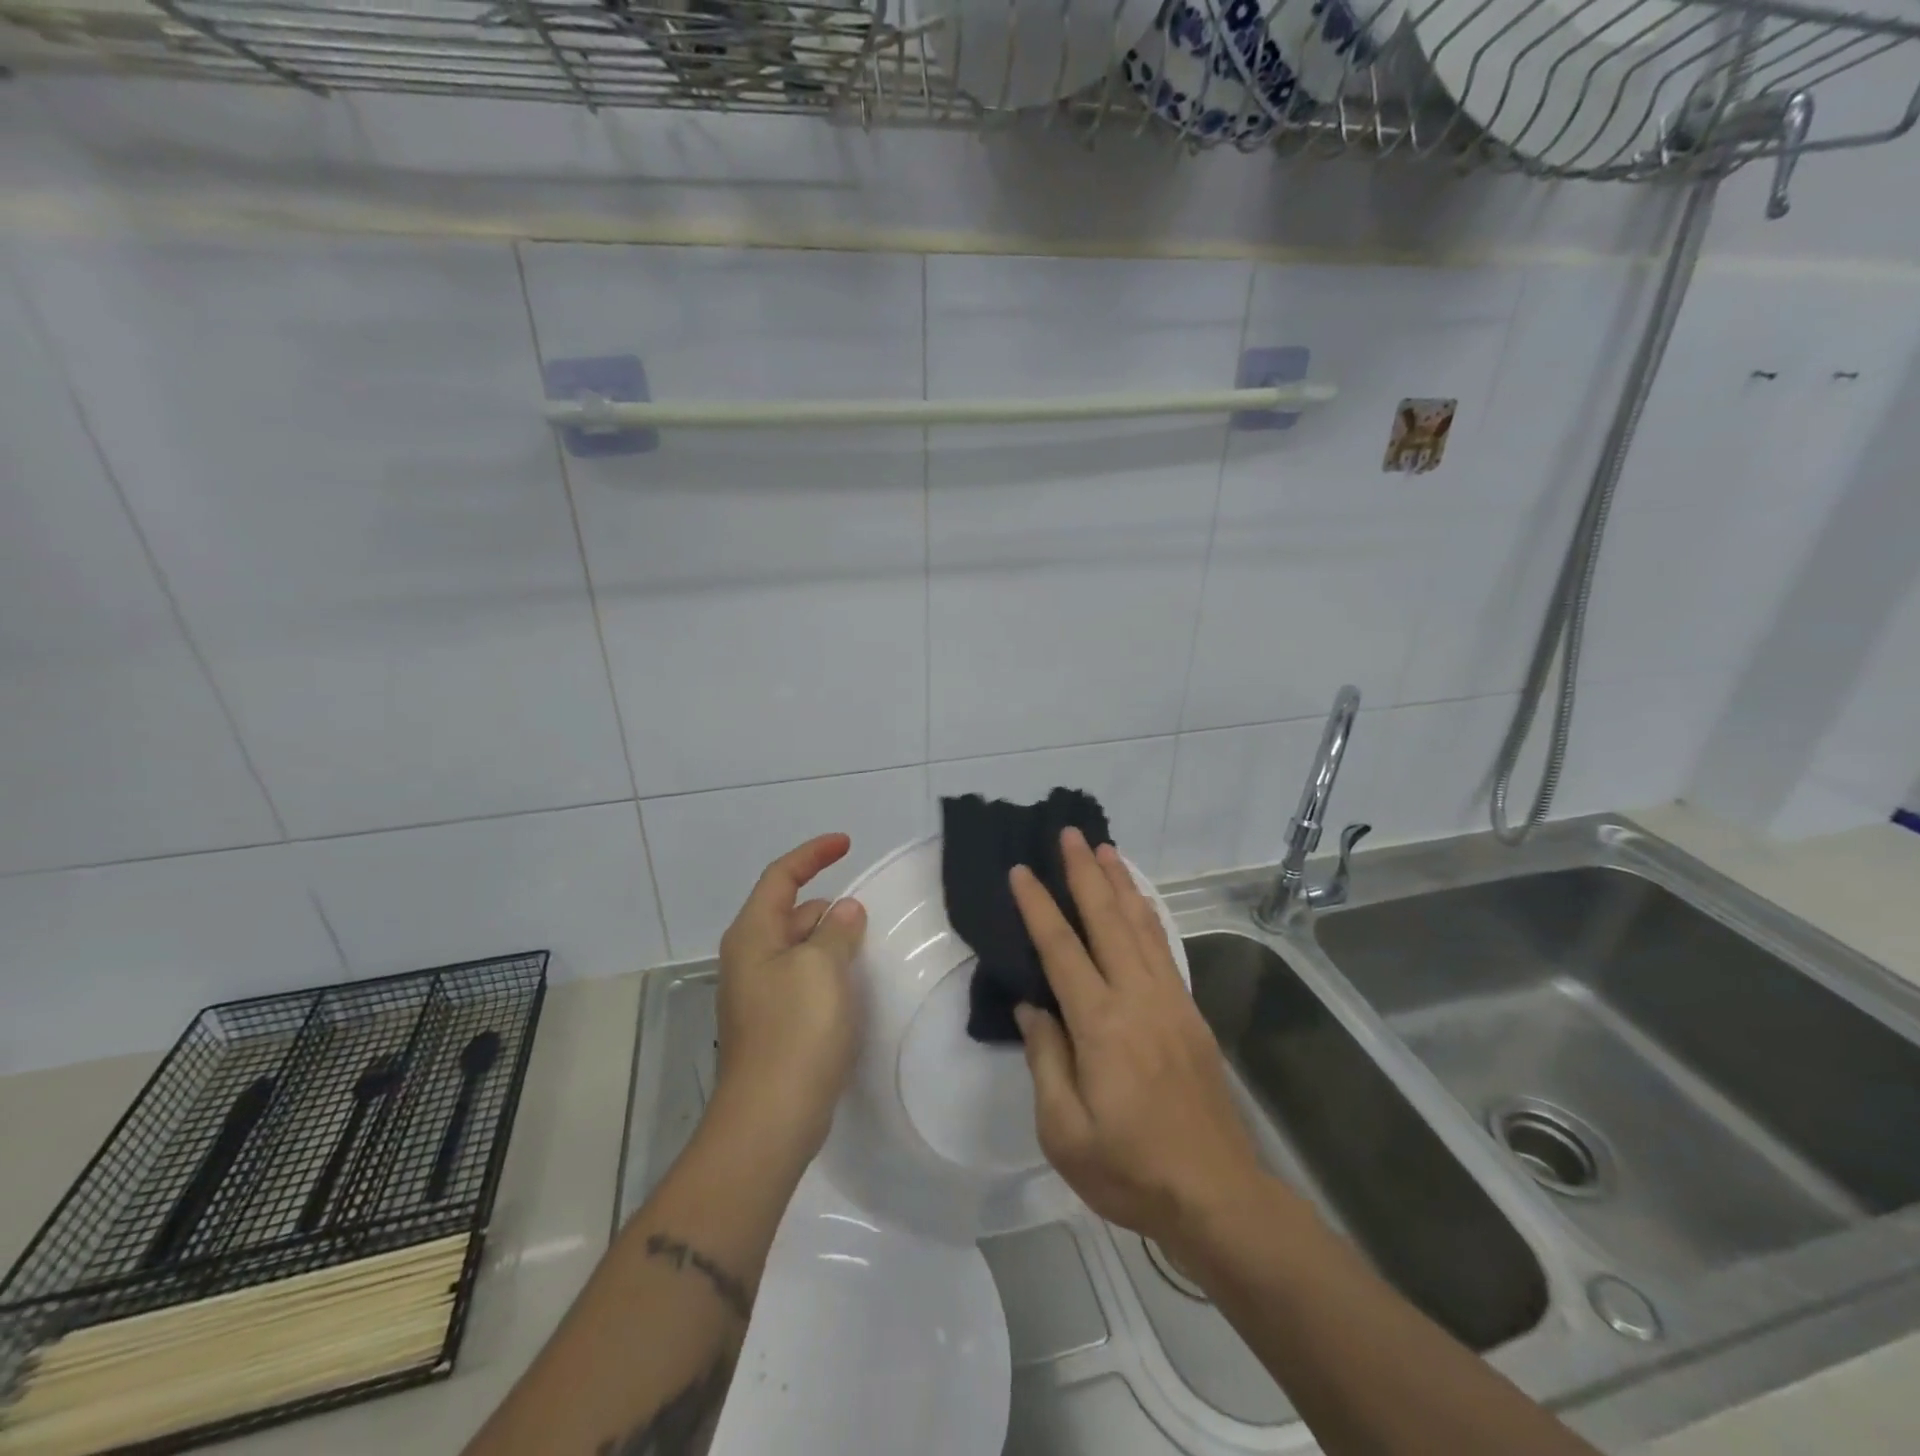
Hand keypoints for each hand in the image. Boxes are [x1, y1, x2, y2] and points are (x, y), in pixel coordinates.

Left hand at [712, 833, 867, 1160]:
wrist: (769, 1120)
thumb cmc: (795, 1032)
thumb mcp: (822, 968)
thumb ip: (836, 931)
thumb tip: (844, 911)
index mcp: (753, 935)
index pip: (781, 877)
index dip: (813, 854)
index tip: (847, 843)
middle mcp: (750, 959)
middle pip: (789, 912)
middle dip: (827, 905)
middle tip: (869, 912)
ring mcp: (759, 995)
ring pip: (799, 948)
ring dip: (831, 940)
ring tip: (869, 945)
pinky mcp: (774, 1025)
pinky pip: (804, 980)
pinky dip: (828, 971)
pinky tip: (854, 986)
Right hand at [1011, 829, 1263, 1248]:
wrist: (1216, 1194)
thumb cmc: (1130, 1169)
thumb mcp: (1064, 1131)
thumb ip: (1045, 1059)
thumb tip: (1033, 1006)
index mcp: (1100, 1025)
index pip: (1061, 949)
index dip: (1039, 906)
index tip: (1021, 871)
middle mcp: (1137, 998)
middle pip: (1107, 920)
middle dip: (1086, 873)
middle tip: (1070, 833)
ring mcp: (1170, 1002)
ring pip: (1141, 926)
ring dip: (1121, 884)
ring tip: (1105, 849)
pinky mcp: (1190, 1014)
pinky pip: (1164, 948)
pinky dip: (1148, 915)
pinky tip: (1140, 902)